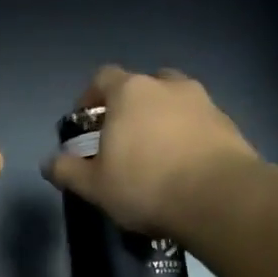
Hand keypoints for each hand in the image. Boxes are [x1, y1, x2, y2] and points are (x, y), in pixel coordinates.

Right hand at [42, 65, 258, 235]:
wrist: (220, 198)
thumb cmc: (146, 185)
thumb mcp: (94, 185)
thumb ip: (67, 170)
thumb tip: (49, 162)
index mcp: (130, 91)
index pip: (102, 78)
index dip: (90, 97)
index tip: (86, 124)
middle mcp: (167, 85)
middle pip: (142, 85)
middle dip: (130, 107)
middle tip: (123, 138)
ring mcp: (203, 101)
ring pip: (174, 102)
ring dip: (162, 119)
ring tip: (157, 153)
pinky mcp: (228, 123)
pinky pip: (198, 122)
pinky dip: (188, 136)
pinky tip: (184, 166)